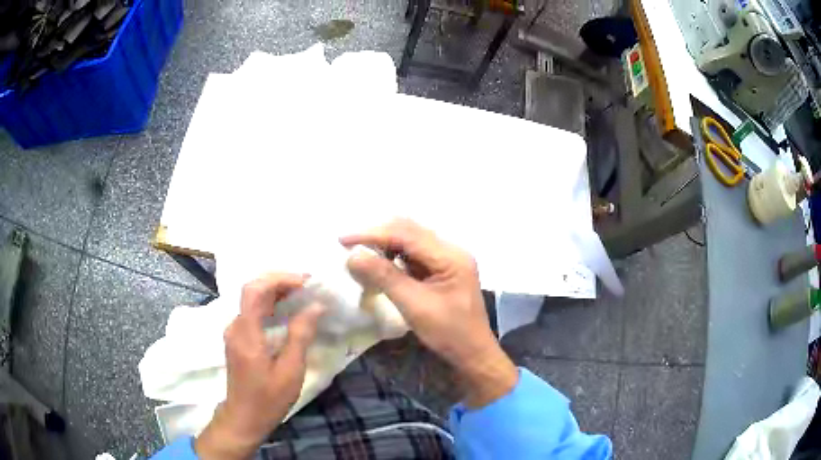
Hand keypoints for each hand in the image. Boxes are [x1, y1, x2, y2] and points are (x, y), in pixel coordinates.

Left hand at [195, 274, 324, 459]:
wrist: (244, 417)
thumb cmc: (268, 399)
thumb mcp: (290, 371)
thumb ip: (300, 336)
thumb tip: (316, 306)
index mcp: (246, 333)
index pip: (255, 290)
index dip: (279, 279)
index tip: (306, 282)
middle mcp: (235, 326)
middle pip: (252, 289)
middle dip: (279, 281)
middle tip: (308, 285)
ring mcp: (234, 331)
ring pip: (252, 299)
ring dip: (275, 291)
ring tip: (302, 293)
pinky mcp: (237, 338)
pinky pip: (252, 311)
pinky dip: (270, 304)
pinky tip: (287, 310)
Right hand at [341, 219, 517, 407]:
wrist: (473, 353)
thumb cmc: (448, 333)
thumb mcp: (414, 306)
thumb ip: (384, 277)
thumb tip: (353, 256)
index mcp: (450, 256)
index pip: (406, 234)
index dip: (372, 234)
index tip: (343, 240)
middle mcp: (451, 250)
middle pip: (409, 230)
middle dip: (378, 235)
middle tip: (348, 244)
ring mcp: (448, 259)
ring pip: (411, 240)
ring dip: (385, 244)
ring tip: (361, 253)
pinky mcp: (442, 269)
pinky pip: (414, 254)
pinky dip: (394, 256)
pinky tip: (380, 264)